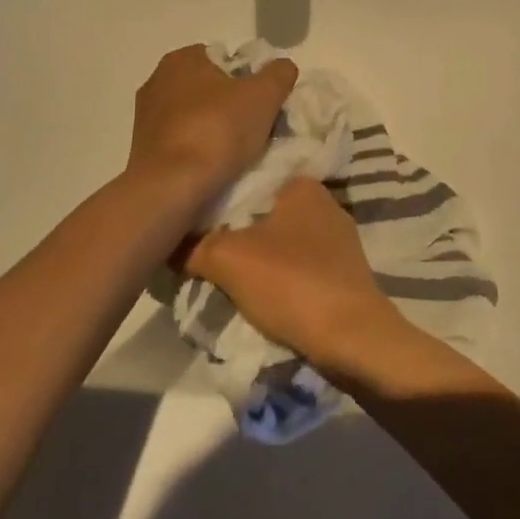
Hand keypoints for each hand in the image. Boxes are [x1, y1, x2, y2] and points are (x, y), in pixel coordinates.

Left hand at [125, 45, 297, 208]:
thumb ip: (279, 73)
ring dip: (215, 130)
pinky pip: (182, 142)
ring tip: (237, 153)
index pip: (225, 59)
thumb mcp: (264, 95)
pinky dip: (198, 151)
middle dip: (232, 105)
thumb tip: (282, 68)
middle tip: (256, 128)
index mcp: (182, 58)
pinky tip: (214, 168)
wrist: (171, 188)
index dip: (249, 79)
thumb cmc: (217, 130)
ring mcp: (146, 117)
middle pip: (210, 88)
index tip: (263, 104)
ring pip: (195, 117)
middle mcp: (157, 80)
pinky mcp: (143, 149)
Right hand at [178, 177, 405, 370]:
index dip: (219, 198)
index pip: (250, 178)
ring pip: (281, 242)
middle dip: (236, 231)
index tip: (193, 218)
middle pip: (264, 212)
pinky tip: (259, 297)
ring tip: (223, 278)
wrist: (354, 340)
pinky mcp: (344, 273)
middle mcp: (325, 203)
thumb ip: (192, 245)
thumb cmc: (292, 283)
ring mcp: (338, 240)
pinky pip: (299, 267)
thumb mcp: (227, 259)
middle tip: (201, 251)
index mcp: (303, 185)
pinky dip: (279, 279)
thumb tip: (165, 240)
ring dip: (257, 258)